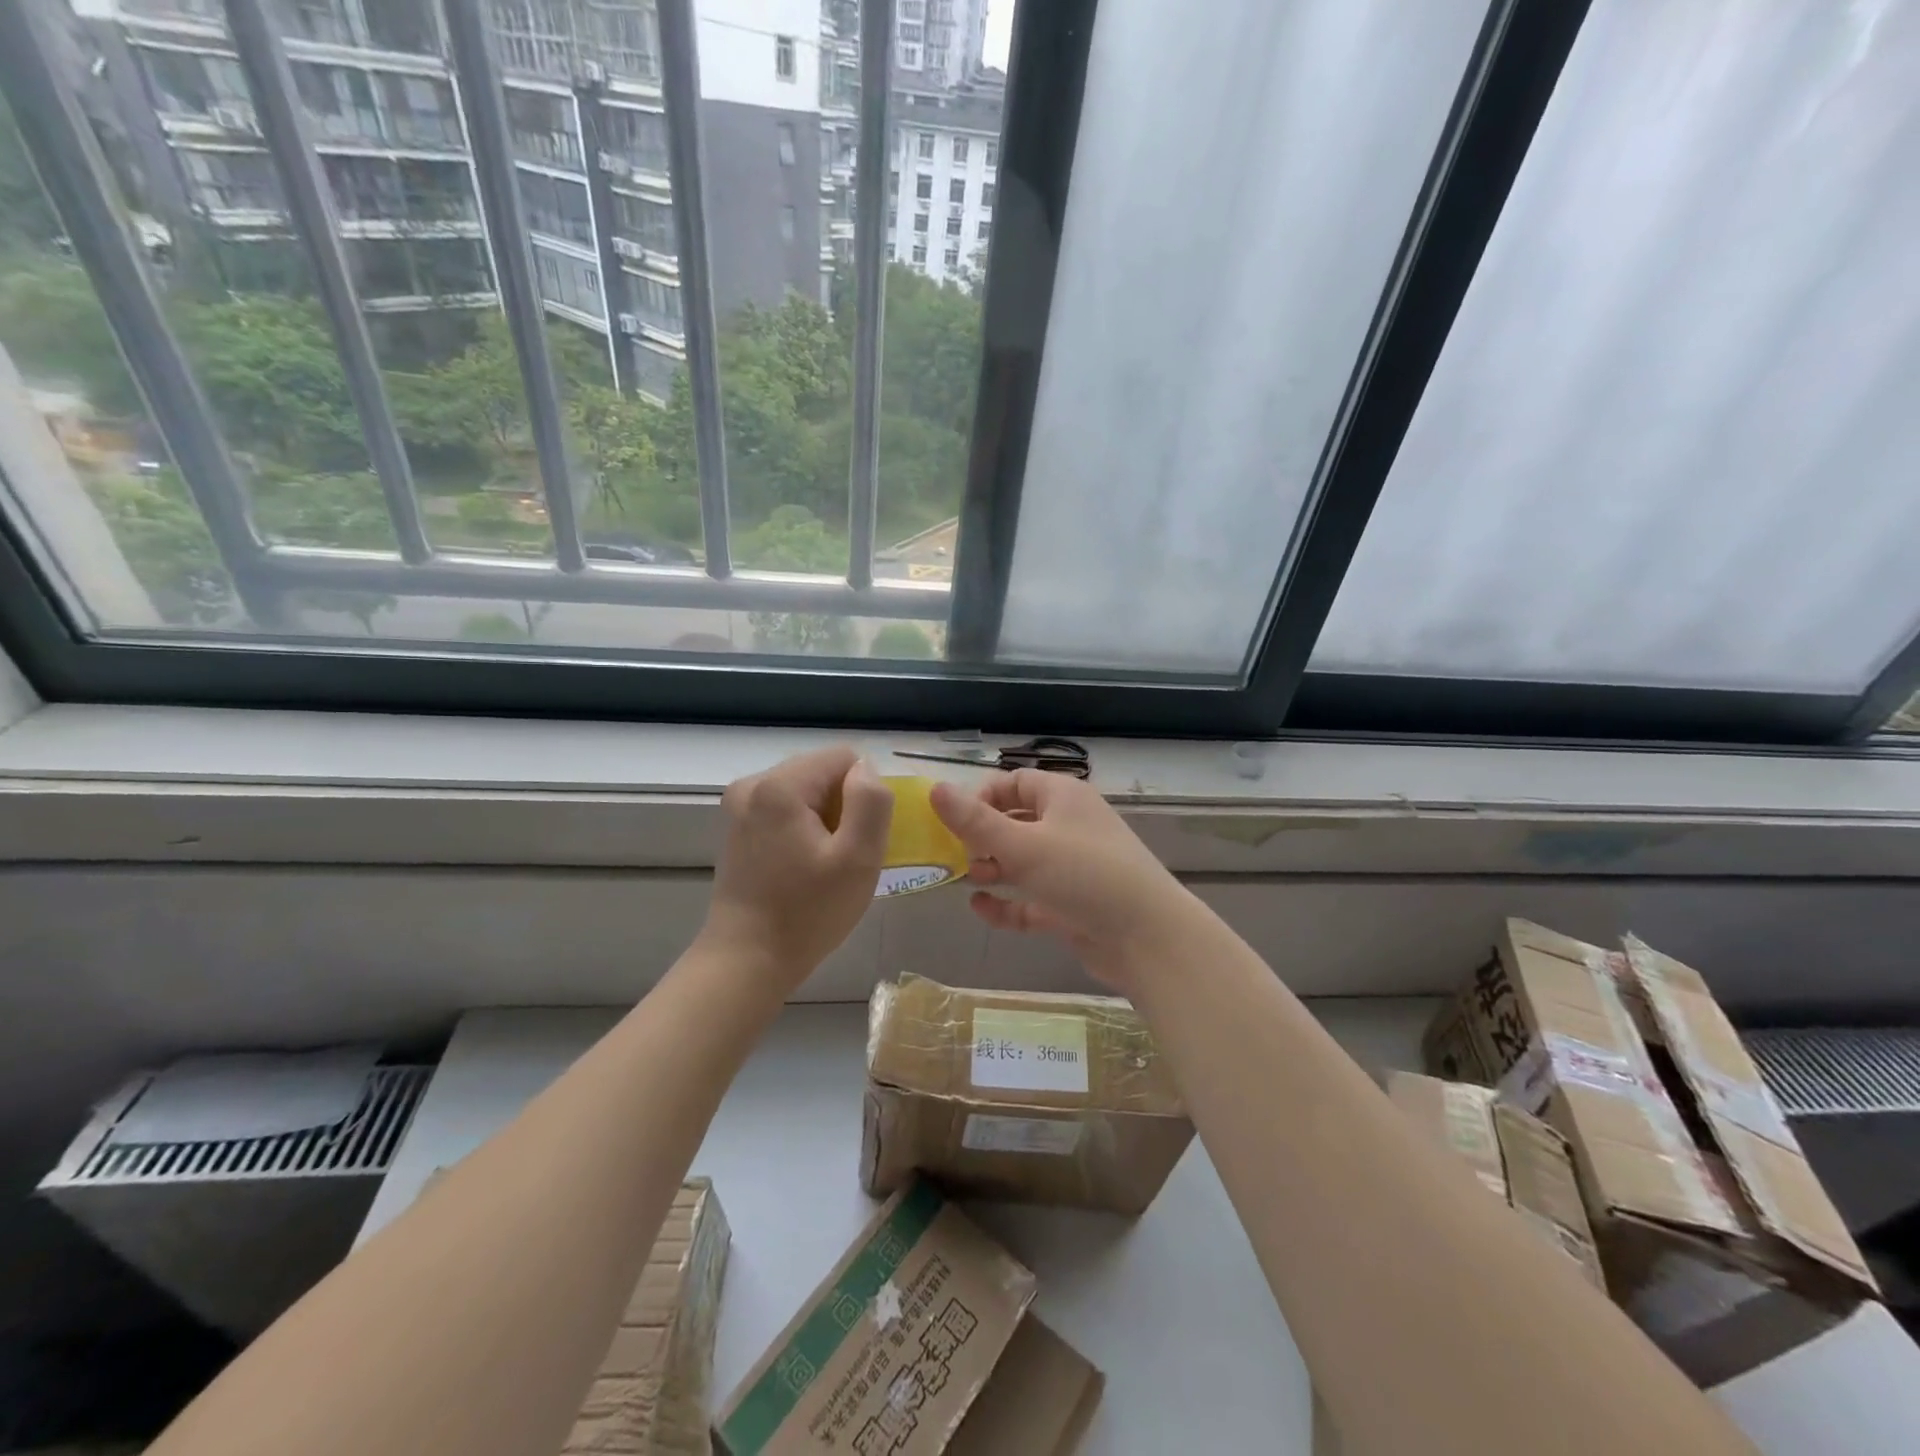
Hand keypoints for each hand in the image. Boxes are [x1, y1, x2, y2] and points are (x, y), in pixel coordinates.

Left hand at [700, 747, 892, 988]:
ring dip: (826, 818)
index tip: (859, 837)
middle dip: (844, 805)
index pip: (844, 757)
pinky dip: (805, 827)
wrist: (747, 960)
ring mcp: (741, 804)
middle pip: (822, 770)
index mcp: (780, 785)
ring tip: (823, 862)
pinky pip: (787, 807)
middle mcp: (753, 783)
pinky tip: (804, 864)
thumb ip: (871, 802)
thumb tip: (866, 768)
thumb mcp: (858, 858)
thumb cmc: (807, 913)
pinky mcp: (739, 826)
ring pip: (807, 789)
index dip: (864, 793)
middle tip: (843, 854)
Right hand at [930, 771, 1192, 992]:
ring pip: (1022, 861)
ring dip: (992, 868)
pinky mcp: (1070, 905)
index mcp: (1062, 797)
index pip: (1014, 782)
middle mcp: (1068, 826)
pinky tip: (982, 908)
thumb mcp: (1023, 844)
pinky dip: (1007, 902)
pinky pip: (1030, 898)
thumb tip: (934, 788)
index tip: (955, 821)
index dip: (982, 797)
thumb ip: (975, 821)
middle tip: (955, 854)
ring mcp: (1071, 868)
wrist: (1147, 937)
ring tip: (967, 878)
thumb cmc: (1084, 874)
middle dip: (983, 837)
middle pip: (1015, 821)